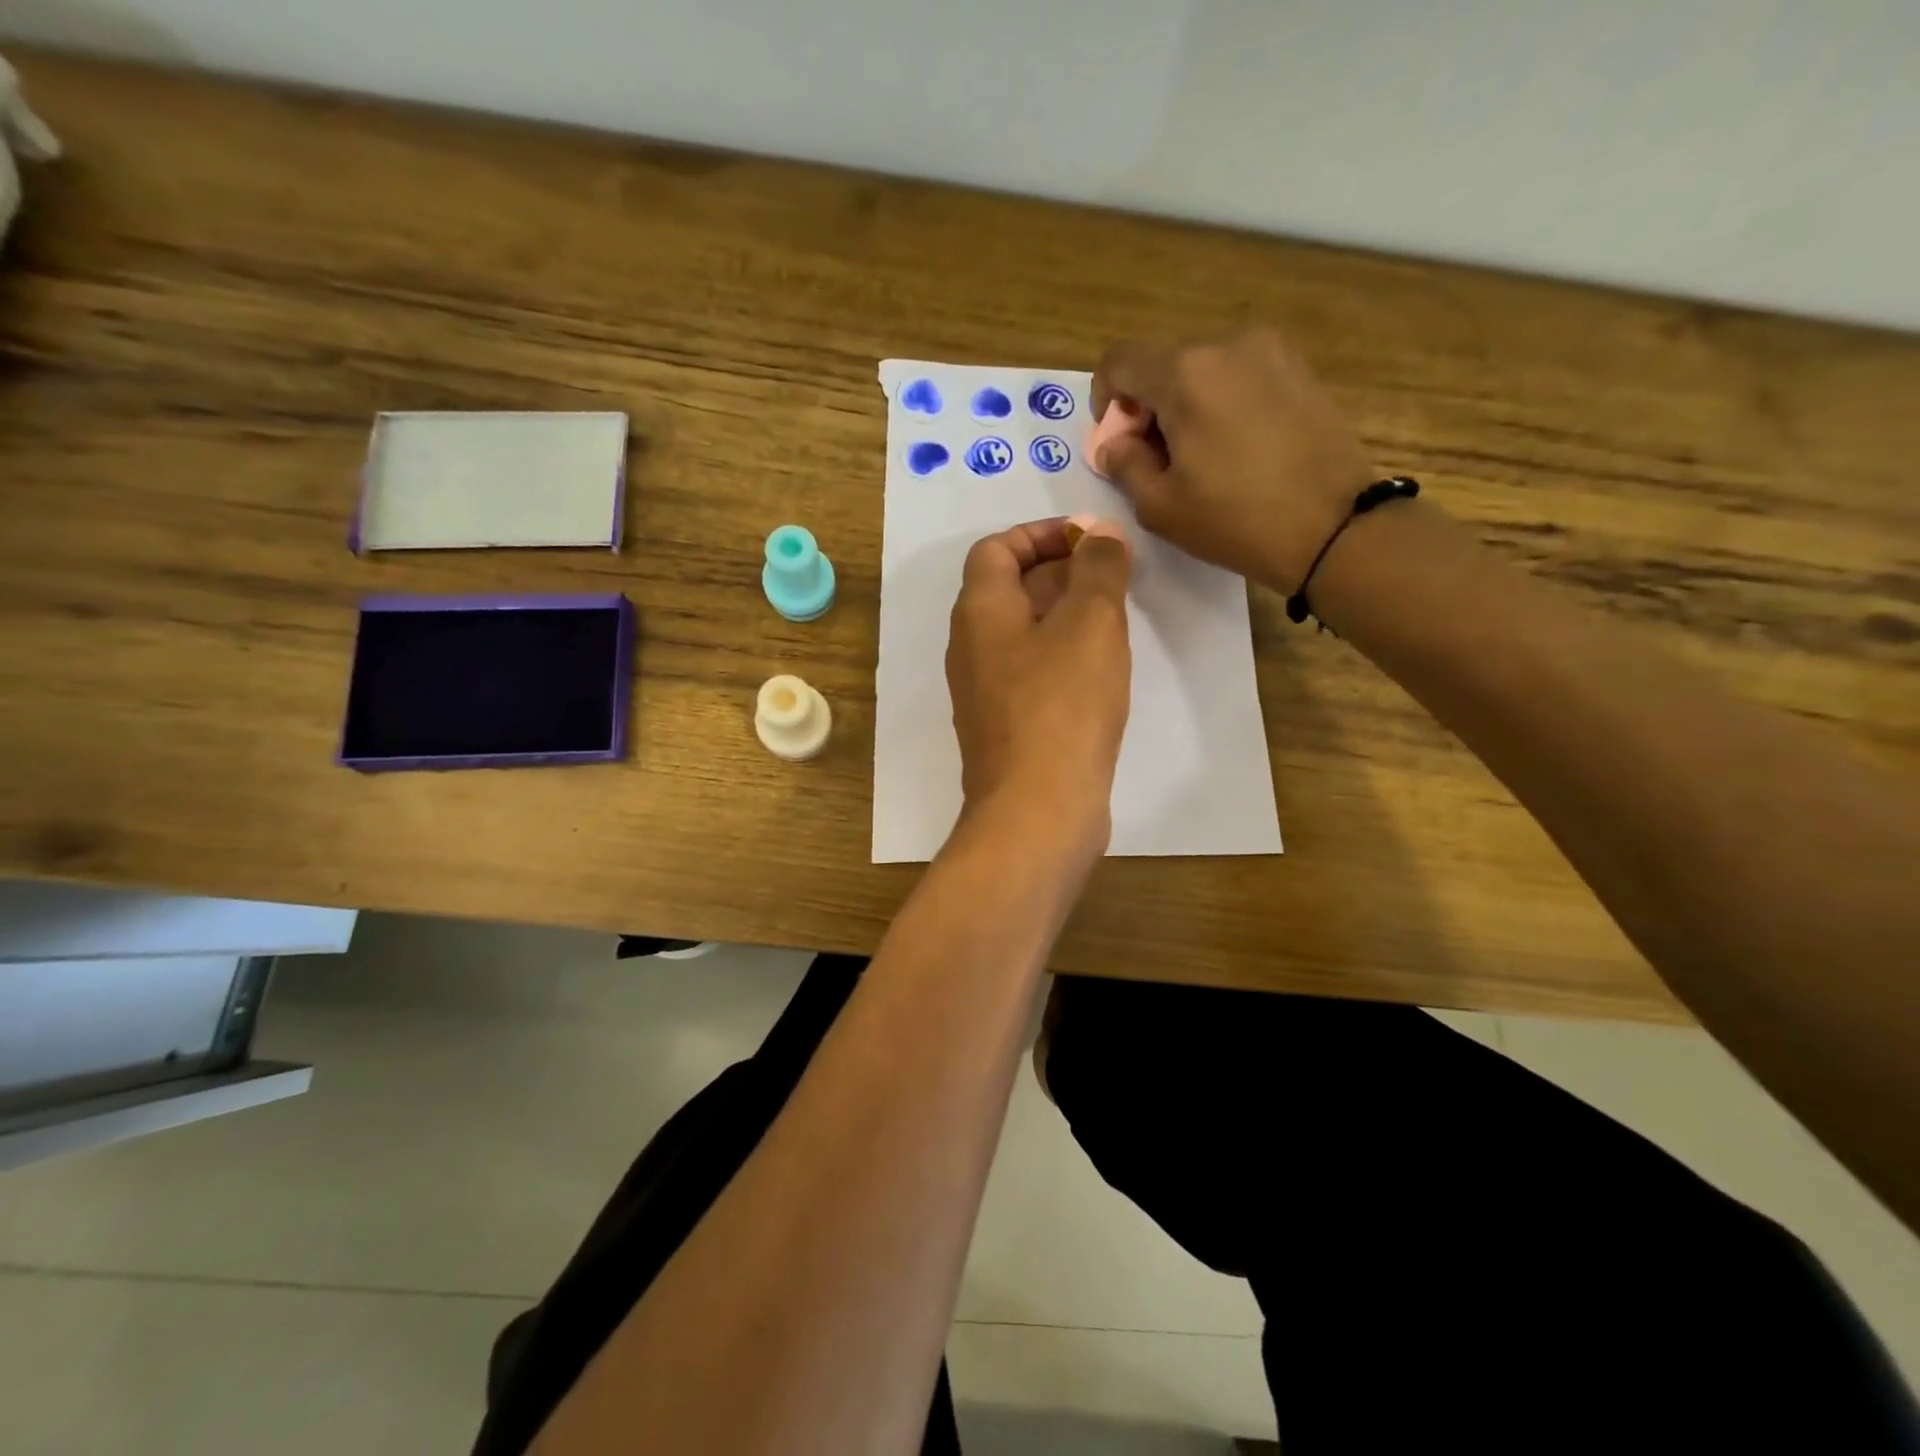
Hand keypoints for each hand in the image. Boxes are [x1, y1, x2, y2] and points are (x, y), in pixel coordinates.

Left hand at [946, 517, 1131, 861]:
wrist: (1036, 809)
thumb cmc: (1062, 705)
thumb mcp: (1090, 623)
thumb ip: (1098, 569)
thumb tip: (1099, 534)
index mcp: (979, 611)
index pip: (996, 549)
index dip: (1040, 534)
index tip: (1089, 541)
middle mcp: (971, 647)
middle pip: (1008, 590)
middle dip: (1060, 573)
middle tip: (1113, 578)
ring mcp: (984, 691)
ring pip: (1022, 634)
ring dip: (1065, 616)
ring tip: (1115, 620)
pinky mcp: (1005, 727)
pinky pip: (1030, 673)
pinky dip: (1061, 658)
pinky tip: (1100, 673)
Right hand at [1091, 325, 1374, 592]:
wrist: (1335, 528)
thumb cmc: (1236, 520)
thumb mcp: (1160, 506)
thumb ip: (1123, 464)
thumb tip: (1113, 443)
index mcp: (1186, 373)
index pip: (1120, 361)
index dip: (1105, 401)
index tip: (1118, 442)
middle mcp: (1227, 345)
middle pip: (1163, 364)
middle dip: (1148, 407)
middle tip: (1158, 460)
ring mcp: (1271, 352)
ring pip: (1202, 369)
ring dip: (1185, 406)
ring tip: (1202, 458)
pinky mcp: (1299, 369)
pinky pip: (1239, 376)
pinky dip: (1222, 403)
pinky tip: (1237, 449)